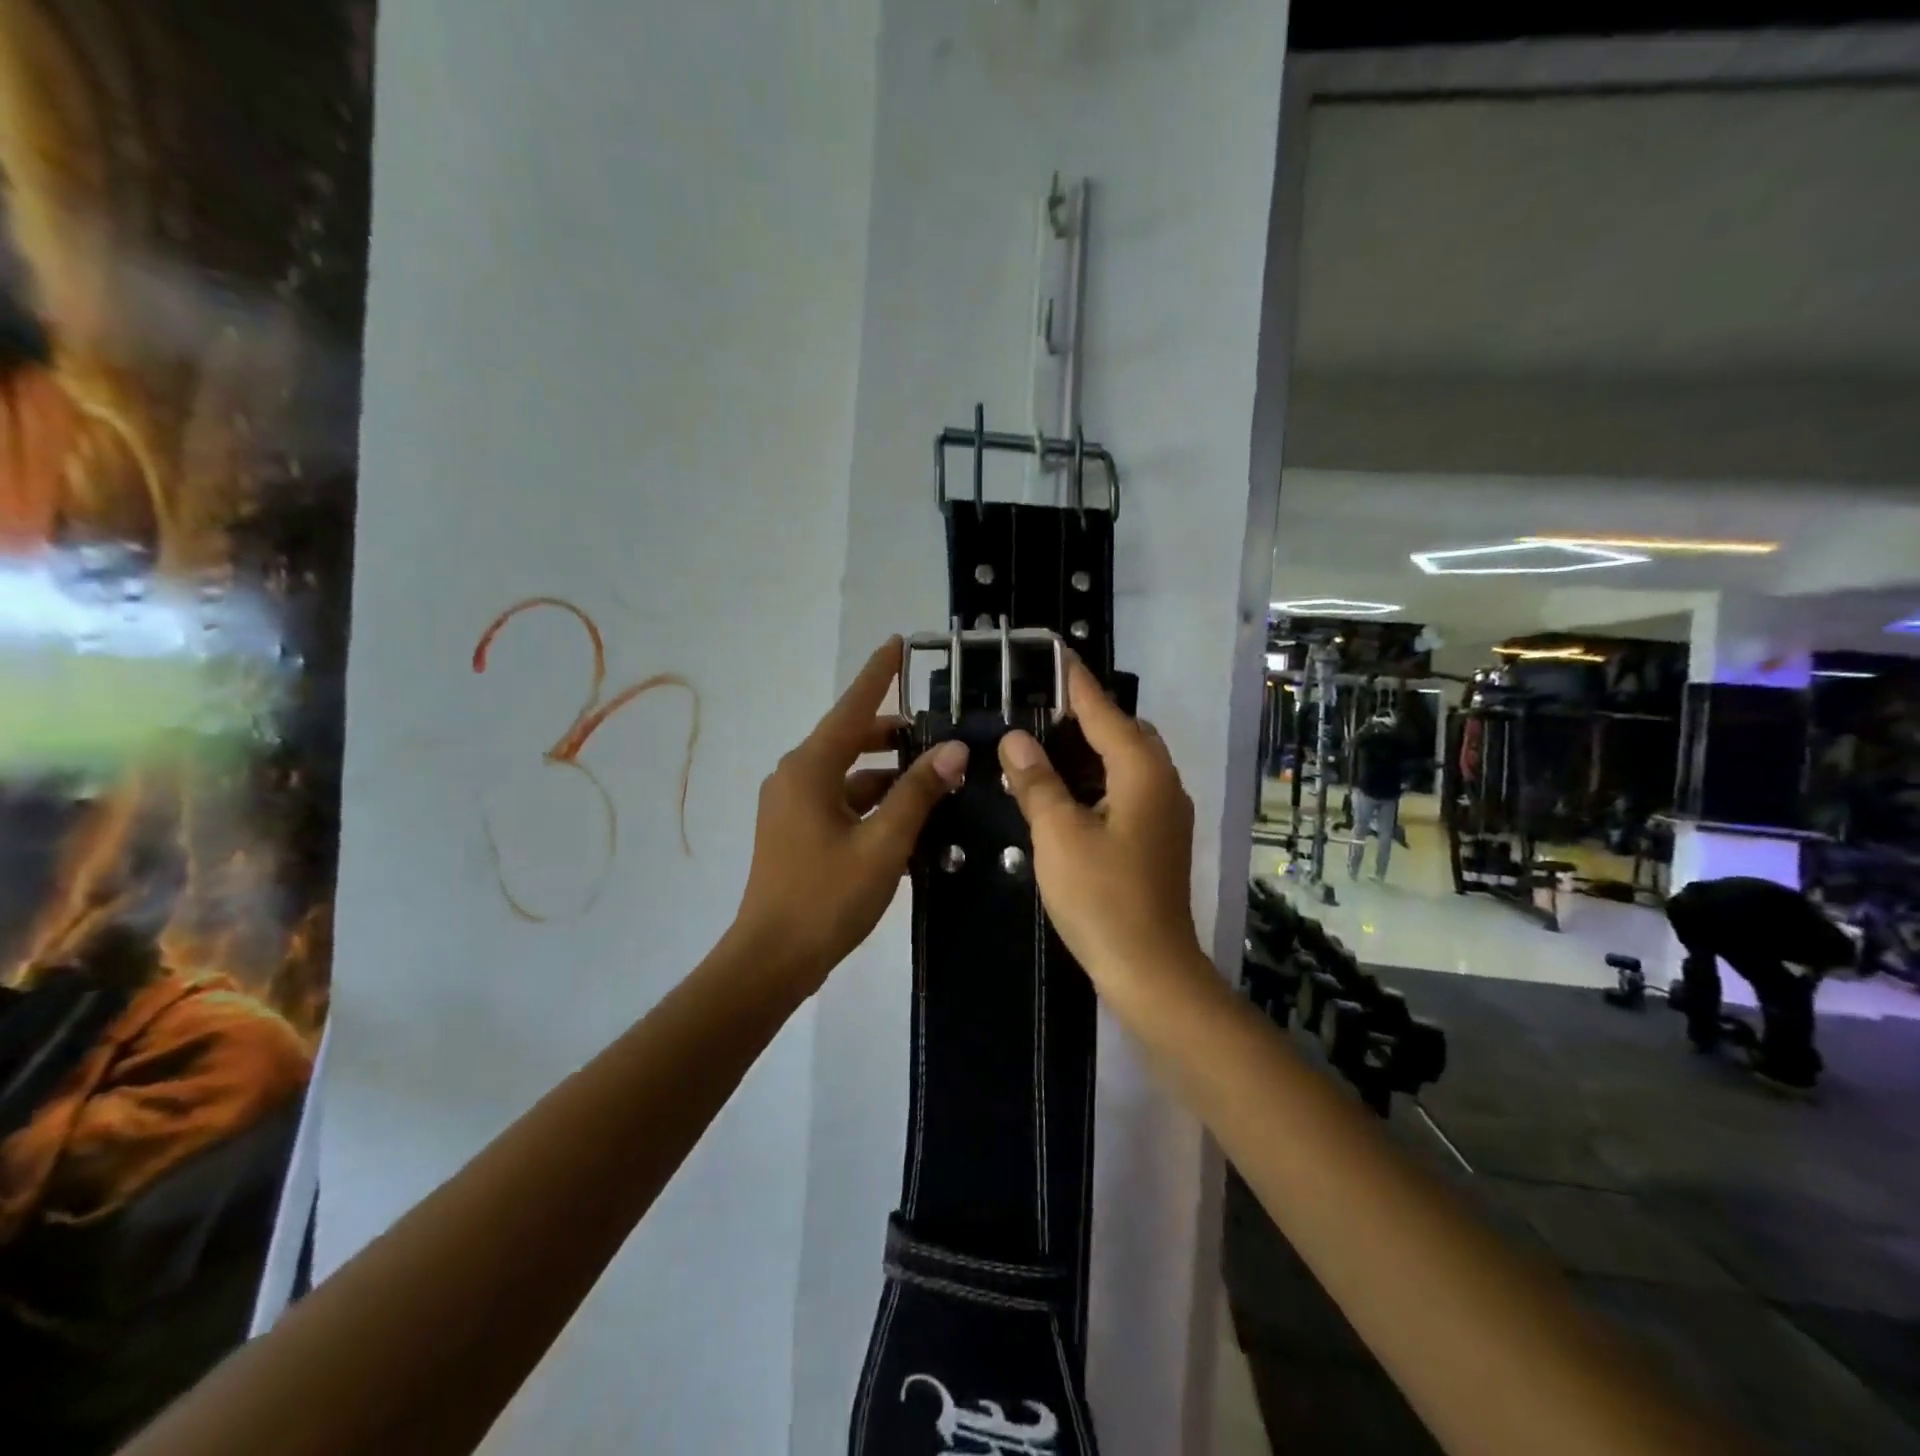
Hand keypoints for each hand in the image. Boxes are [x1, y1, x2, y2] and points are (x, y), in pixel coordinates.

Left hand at [731, 638, 968, 997]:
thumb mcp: (883, 843)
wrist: (772, 960)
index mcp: (810, 769)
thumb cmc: (827, 896)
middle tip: (938, 734)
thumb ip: (918, 792)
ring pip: (848, 776)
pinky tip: (908, 824)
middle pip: (850, 740)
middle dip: (893, 736)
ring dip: (888, 778)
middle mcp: (795, 778)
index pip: (852, 708)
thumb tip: (953, 750)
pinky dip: (871, 806)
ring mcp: (791, 807)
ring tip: (936, 784)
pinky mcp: (795, 833)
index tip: (898, 643)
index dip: (877, 675)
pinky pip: (840, 804)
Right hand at [998, 660, 1206, 1007]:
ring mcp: (1166, 814)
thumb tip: (1015, 740)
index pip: (1105, 712)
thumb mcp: (1058, 835)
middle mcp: (1163, 784)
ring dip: (1091, 749)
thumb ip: (1037, 782)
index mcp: (1142, 773)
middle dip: (1086, 715)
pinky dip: (1098, 779)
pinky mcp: (1158, 839)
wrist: (1151, 970)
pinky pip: (1128, 790)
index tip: (1055, 653)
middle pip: (1125, 732)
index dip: (1077, 683)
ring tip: (1045, 743)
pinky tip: (1066, 792)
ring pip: (1128, 763)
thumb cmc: (1102, 897)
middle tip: (1039, 706)